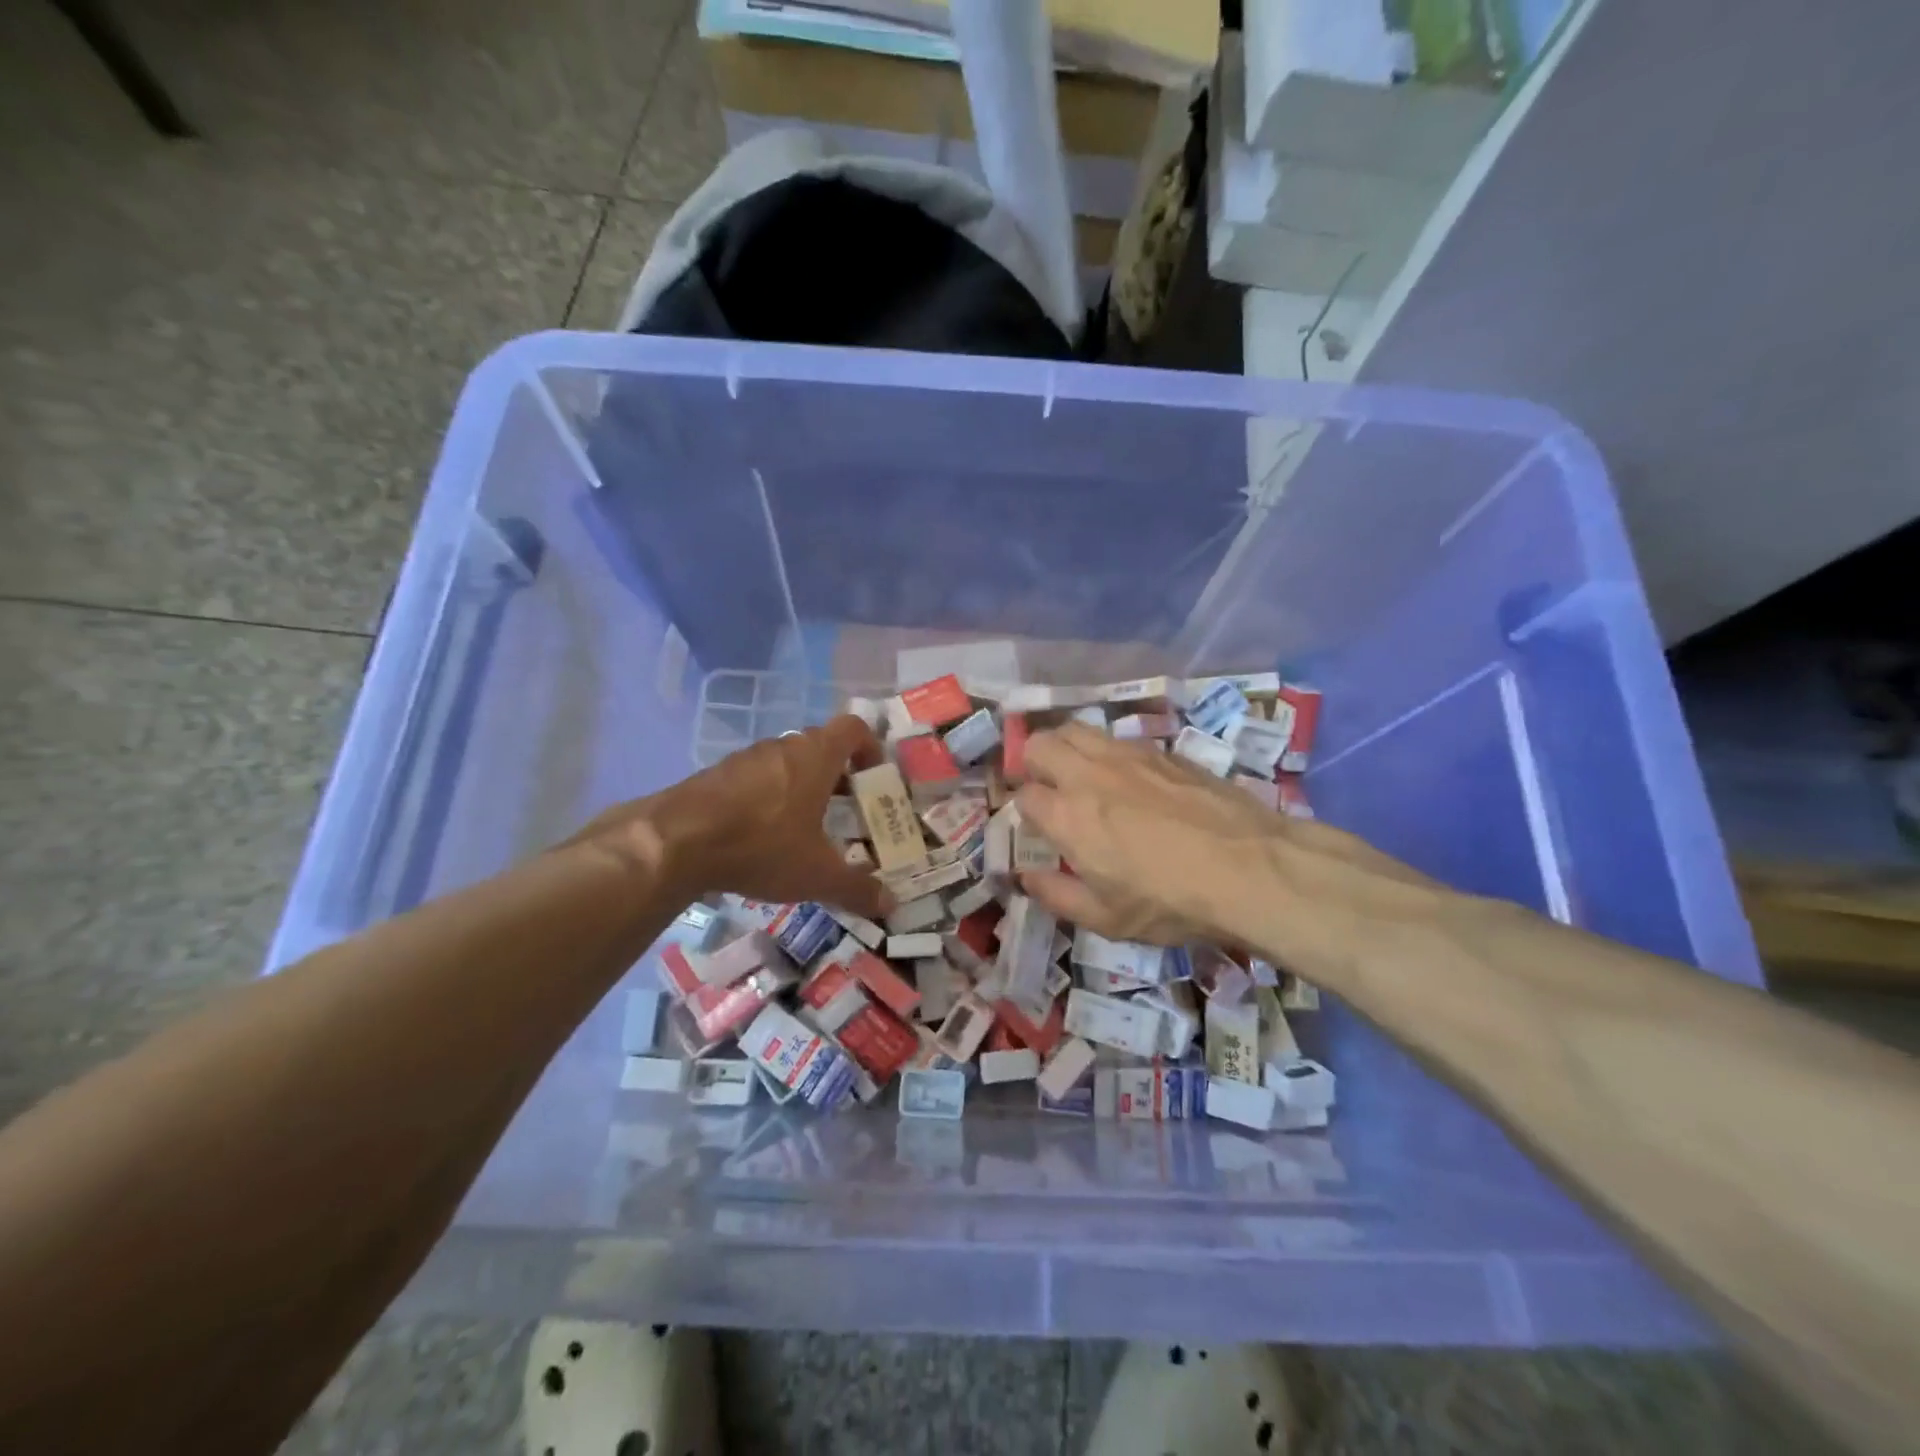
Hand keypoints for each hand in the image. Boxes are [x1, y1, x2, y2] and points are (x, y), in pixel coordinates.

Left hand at [566, 715, 891, 918]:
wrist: (675, 842)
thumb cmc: (762, 845)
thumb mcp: (817, 875)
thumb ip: (857, 888)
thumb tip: (891, 905)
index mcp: (816, 756)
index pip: (854, 728)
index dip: (870, 748)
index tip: (875, 779)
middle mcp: (783, 747)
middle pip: (820, 747)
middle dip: (838, 777)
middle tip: (847, 813)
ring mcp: (745, 759)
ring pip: (786, 764)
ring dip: (801, 788)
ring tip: (805, 830)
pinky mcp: (715, 776)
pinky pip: (754, 779)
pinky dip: (767, 800)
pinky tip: (761, 838)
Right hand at [1013, 723, 1443, 983]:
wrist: (1250, 867)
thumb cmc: (1171, 901)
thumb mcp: (1107, 919)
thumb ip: (1057, 895)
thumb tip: (1027, 876)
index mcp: (1067, 815)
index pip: (1023, 795)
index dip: (1023, 810)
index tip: (1036, 826)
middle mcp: (1088, 774)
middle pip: (1039, 743)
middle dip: (1031, 763)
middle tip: (1046, 788)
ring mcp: (1126, 755)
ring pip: (1076, 729)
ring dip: (1064, 746)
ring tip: (1078, 773)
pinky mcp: (1161, 750)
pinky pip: (1116, 738)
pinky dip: (1105, 750)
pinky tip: (1125, 776)